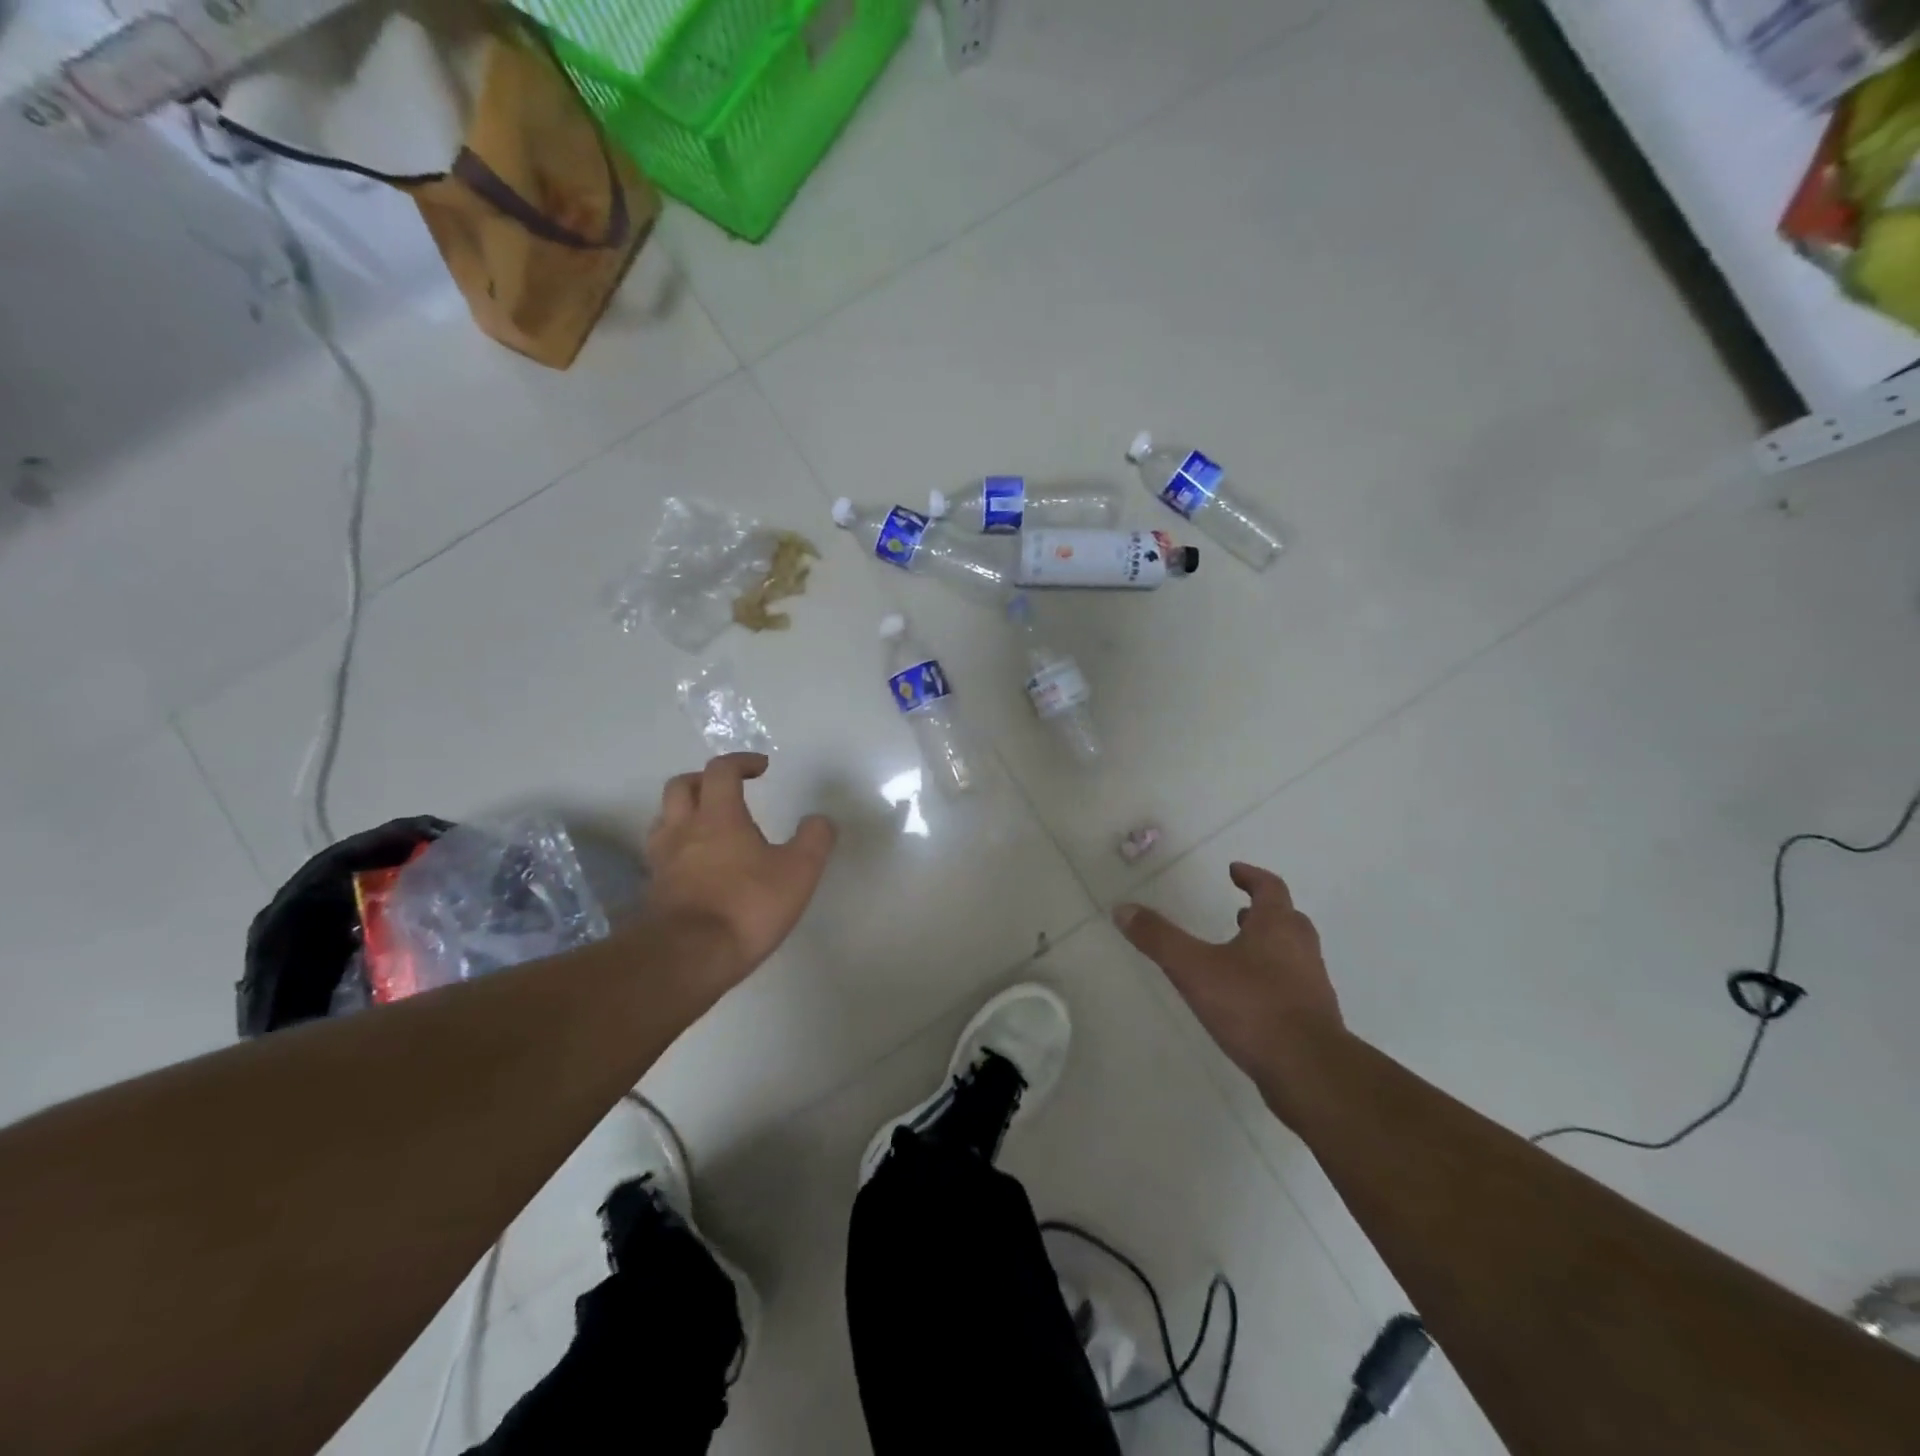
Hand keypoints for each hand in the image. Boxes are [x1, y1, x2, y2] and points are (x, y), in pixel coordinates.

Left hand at [640, 754, 836, 996]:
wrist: (688, 959)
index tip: (761, 768)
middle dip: (705, 780)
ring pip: (664, 819)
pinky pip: (660, 856)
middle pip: (681, 786)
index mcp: (718, 816)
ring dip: (684, 813)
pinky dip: (677, 850)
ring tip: (707, 826)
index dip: (741, 762)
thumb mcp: (799, 872)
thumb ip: (814, 839)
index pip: (721, 771)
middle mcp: (683, 830)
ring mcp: (662, 861)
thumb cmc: (747, 907)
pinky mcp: (653, 891)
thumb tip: (819, 820)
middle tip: (728, 790)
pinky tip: (695, 868)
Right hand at [1114, 863, 1342, 1110]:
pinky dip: (1273, 980)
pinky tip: (1249, 999)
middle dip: (1263, 912)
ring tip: (1239, 953)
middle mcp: (1301, 949)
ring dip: (1269, 946)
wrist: (1309, 1071)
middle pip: (1287, 919)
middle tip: (1239, 911)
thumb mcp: (1194, 969)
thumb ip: (1159, 938)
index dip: (1251, 876)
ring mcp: (1312, 985)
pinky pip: (1293, 986)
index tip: (1234, 871)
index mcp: (1277, 926)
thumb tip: (1122, 908)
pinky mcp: (1314, 1019)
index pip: (1270, 888)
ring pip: (1293, 953)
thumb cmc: (1253, 1007)